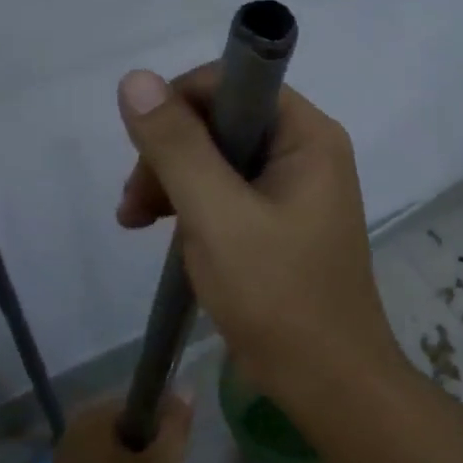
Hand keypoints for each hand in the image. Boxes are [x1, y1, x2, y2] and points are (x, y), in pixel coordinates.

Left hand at [37, 396, 191, 462]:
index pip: (142, 401)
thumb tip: (185, 387)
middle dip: (150, 450)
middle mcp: (74, 431)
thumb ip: (176, 424)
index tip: (173, 456)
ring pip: (118, 453)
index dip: (165, 425)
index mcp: (93, 416)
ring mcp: (66, 461)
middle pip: (129, 427)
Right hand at [115, 65, 403, 413]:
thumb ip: (176, 146)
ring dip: (173, 182)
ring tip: (135, 223)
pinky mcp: (281, 221)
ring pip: (218, 159)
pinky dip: (192, 207)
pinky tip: (164, 234)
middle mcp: (306, 150)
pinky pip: (228, 193)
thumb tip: (135, 79)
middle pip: (221, 120)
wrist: (328, 383)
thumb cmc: (278, 295)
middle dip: (170, 154)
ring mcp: (295, 188)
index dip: (179, 106)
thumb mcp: (217, 216)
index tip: (143, 151)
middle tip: (134, 203)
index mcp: (307, 135)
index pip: (233, 83)